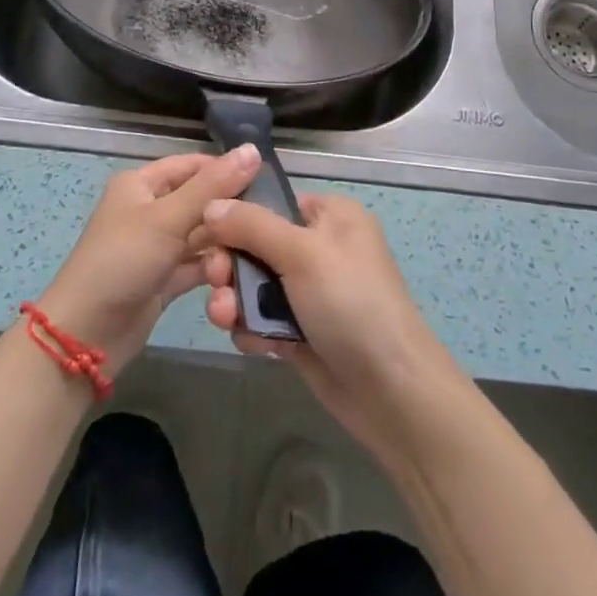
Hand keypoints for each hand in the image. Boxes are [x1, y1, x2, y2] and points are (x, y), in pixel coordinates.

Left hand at [37, 146, 259, 374]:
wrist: (86, 335)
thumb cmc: (123, 261)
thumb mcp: (168, 217)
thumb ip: (212, 186)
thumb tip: (253, 150)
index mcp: (141, 184)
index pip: (192, 165)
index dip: (225, 170)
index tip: (267, 180)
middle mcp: (149, 210)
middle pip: (199, 201)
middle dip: (229, 211)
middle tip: (268, 221)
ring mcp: (156, 247)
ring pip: (201, 235)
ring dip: (224, 243)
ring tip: (258, 251)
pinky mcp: (164, 279)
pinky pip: (197, 265)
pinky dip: (215, 268)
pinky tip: (243, 274)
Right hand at [201, 192, 455, 459]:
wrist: (392, 393)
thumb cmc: (351, 304)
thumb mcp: (302, 253)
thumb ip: (252, 226)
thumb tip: (209, 204)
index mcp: (331, 215)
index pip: (271, 202)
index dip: (235, 216)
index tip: (204, 235)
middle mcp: (320, 247)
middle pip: (256, 244)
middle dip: (231, 266)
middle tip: (215, 283)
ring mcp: (311, 292)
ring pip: (254, 285)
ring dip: (235, 300)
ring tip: (226, 320)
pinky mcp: (303, 331)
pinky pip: (262, 319)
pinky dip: (252, 329)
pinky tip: (252, 345)